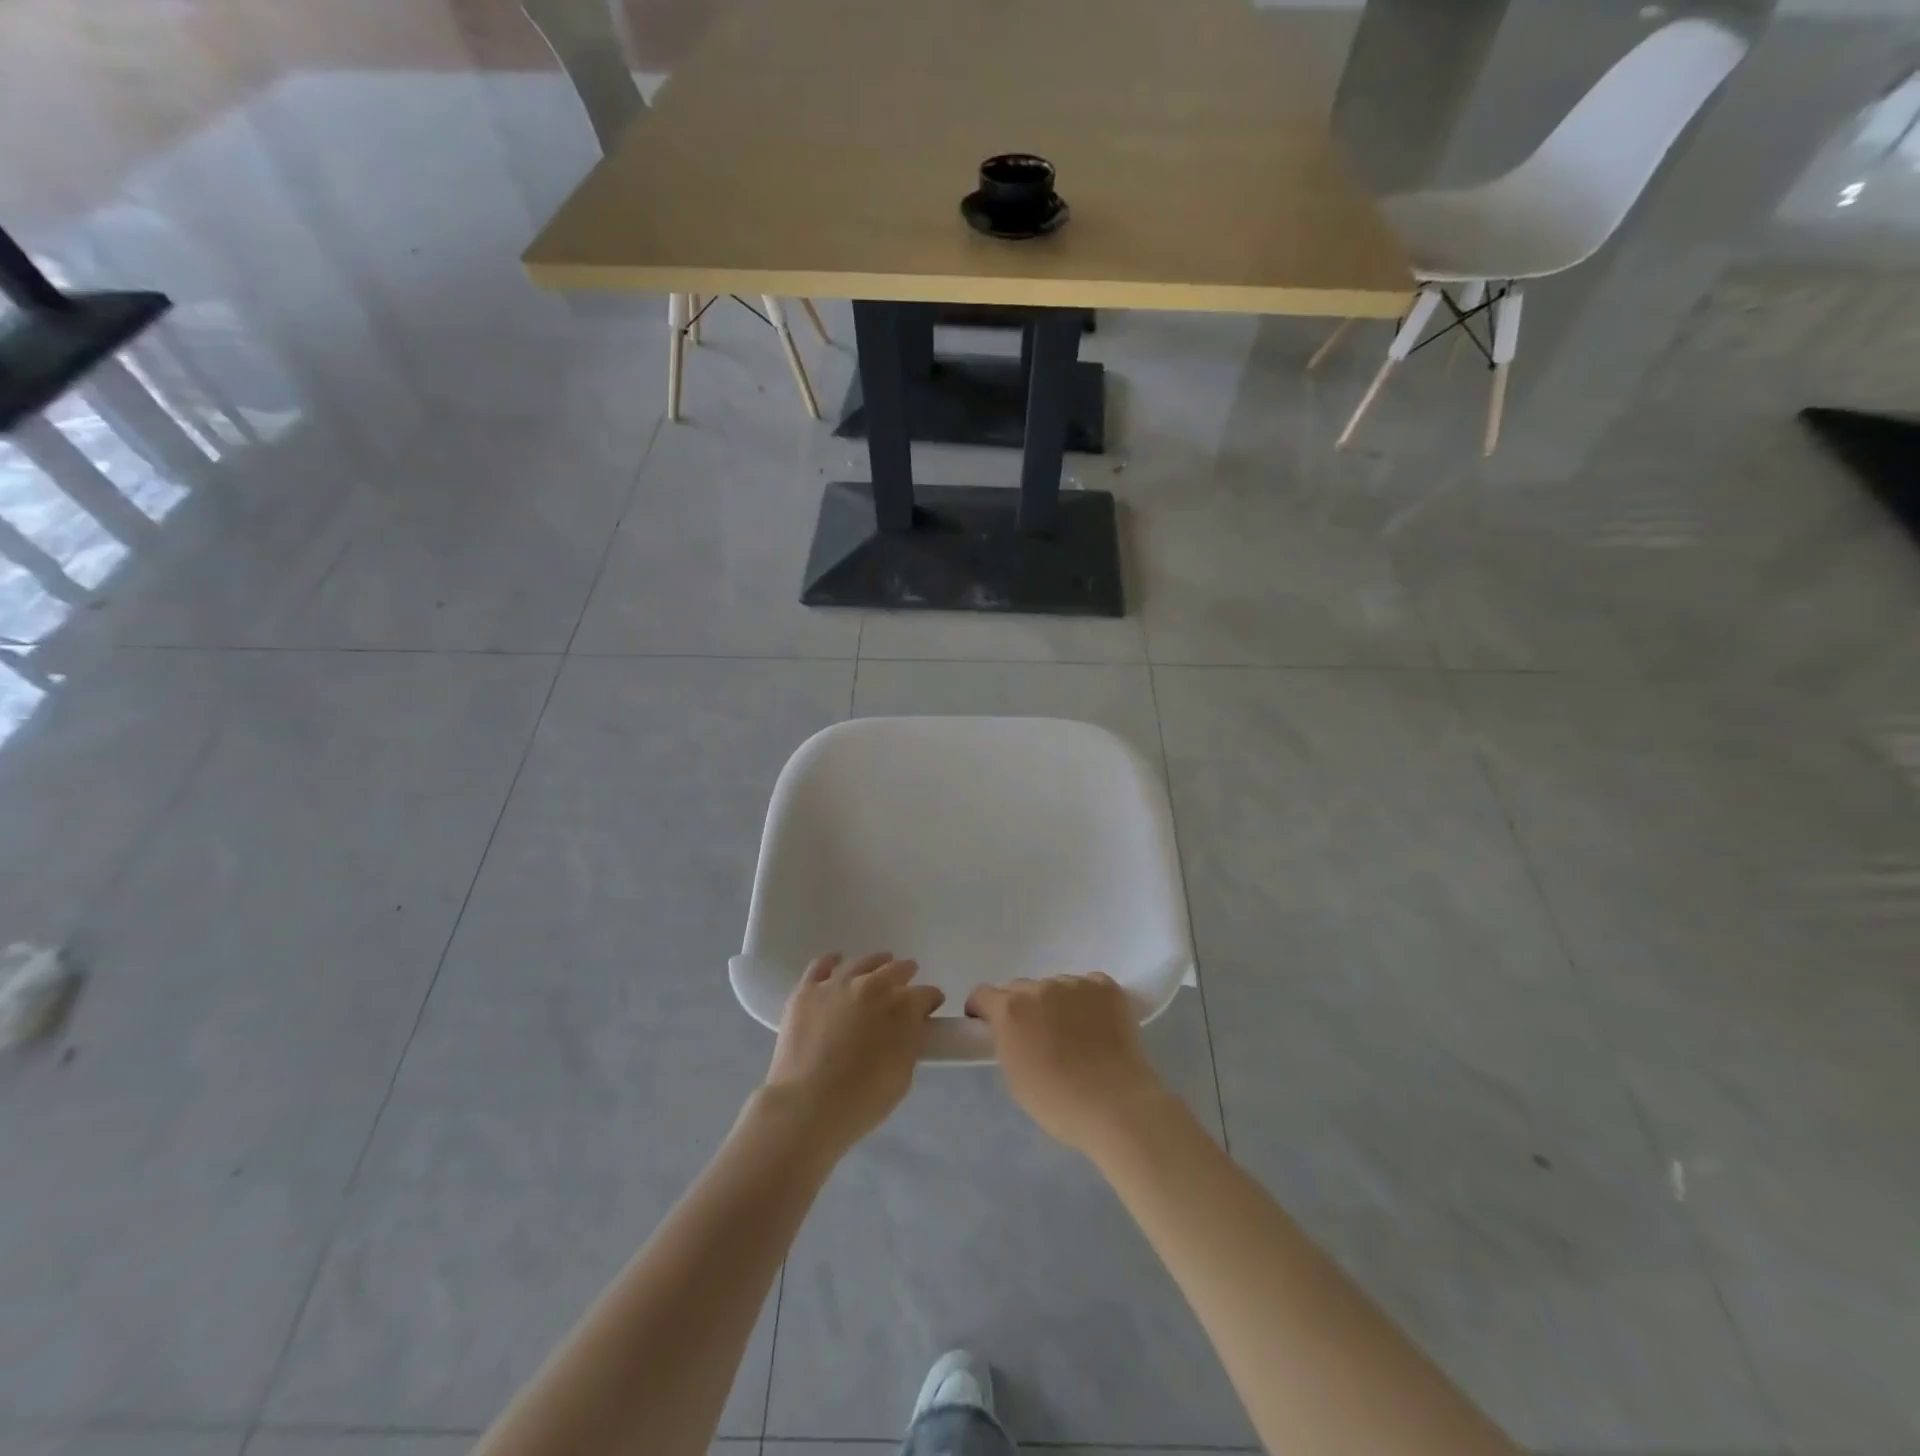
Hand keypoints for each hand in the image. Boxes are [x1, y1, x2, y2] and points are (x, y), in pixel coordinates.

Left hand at [763, 952, 944, 1156]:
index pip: (927, 994)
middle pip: (897, 969)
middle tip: (906, 984)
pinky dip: (832, 961)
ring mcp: (838, 984)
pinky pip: (822, 964)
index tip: (930, 1009)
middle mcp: (873, 985)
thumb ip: (911, 1042)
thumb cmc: (863, 1099)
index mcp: (903, 1007)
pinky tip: (837, 962)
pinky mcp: (808, 990)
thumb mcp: (903, 1074)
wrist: (808, 1104)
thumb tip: (913, 1027)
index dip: (931, 1001)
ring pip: (863, 962)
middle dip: (906, 975)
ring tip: (879, 966)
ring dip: (876, 963)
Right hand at [965, 973, 1172, 1158]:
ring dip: (1056, 1003)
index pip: (983, 994)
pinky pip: (1088, 986)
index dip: (983, 1010)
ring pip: (1056, 987)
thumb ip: (1006, 1041)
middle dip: (1022, 1008)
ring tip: (1074, 1033)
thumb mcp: (1014, 1075)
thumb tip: (1012, 1031)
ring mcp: (1075, 983)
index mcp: (1011, 1009)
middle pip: (1021, 989)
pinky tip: (1097, 1025)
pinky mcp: (1106, 986)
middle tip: (1036, 1036)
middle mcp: (1040, 987)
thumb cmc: (1057, 1102)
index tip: (989, 1026)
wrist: (1115, 1105)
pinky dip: (1087, 1001)